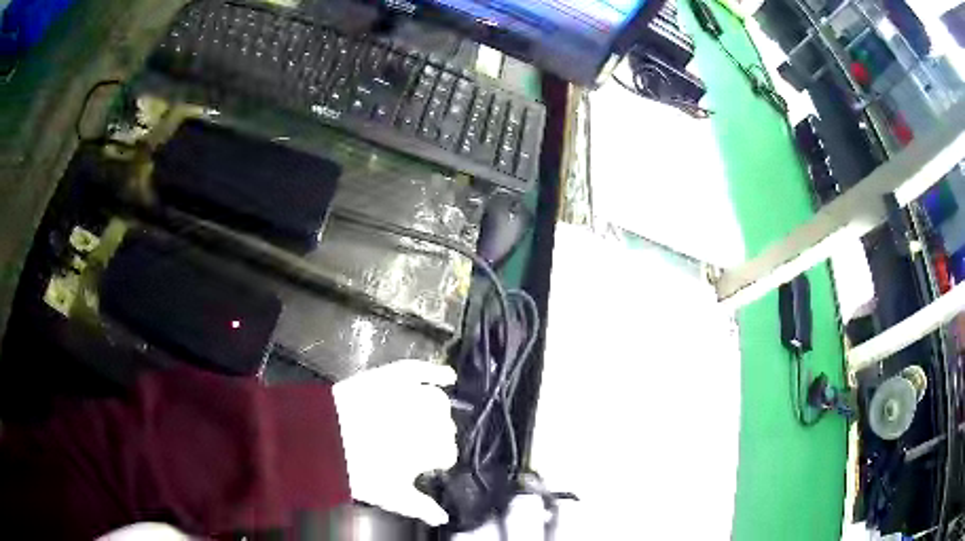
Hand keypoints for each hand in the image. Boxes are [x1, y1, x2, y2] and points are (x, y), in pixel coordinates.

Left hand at [333, 360, 456, 525]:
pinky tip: (447, 377)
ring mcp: (411, 396)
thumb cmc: (358, 471)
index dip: (434, 459)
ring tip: (422, 418)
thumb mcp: (391, 495)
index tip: (422, 463)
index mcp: (431, 450)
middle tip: (413, 442)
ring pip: (439, 402)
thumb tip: (443, 518)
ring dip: (437, 412)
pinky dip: (437, 372)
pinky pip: (423, 370)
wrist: (320, 438)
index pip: (448, 453)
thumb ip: (421, 507)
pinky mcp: (394, 376)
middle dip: (434, 436)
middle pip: (445, 428)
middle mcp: (429, 421)